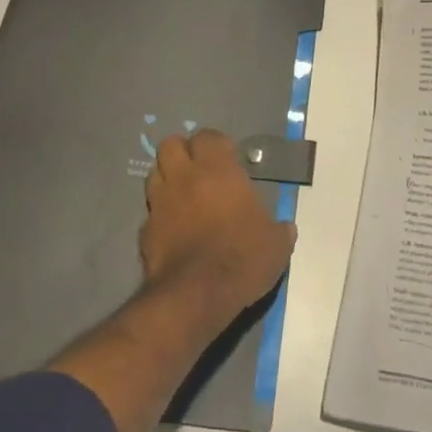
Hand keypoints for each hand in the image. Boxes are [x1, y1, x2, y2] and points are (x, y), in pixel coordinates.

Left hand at [141, 130, 295, 320]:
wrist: (197, 295)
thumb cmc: (242, 257)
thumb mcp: (275, 244)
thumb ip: (279, 229)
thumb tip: (285, 228)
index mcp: (217, 169)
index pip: (207, 136)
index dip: (216, 144)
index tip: (227, 158)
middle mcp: (184, 177)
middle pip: (170, 145)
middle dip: (182, 152)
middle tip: (198, 169)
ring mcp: (160, 203)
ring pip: (154, 174)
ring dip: (167, 179)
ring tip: (183, 195)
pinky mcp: (145, 231)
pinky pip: (151, 213)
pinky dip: (160, 216)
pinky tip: (173, 230)